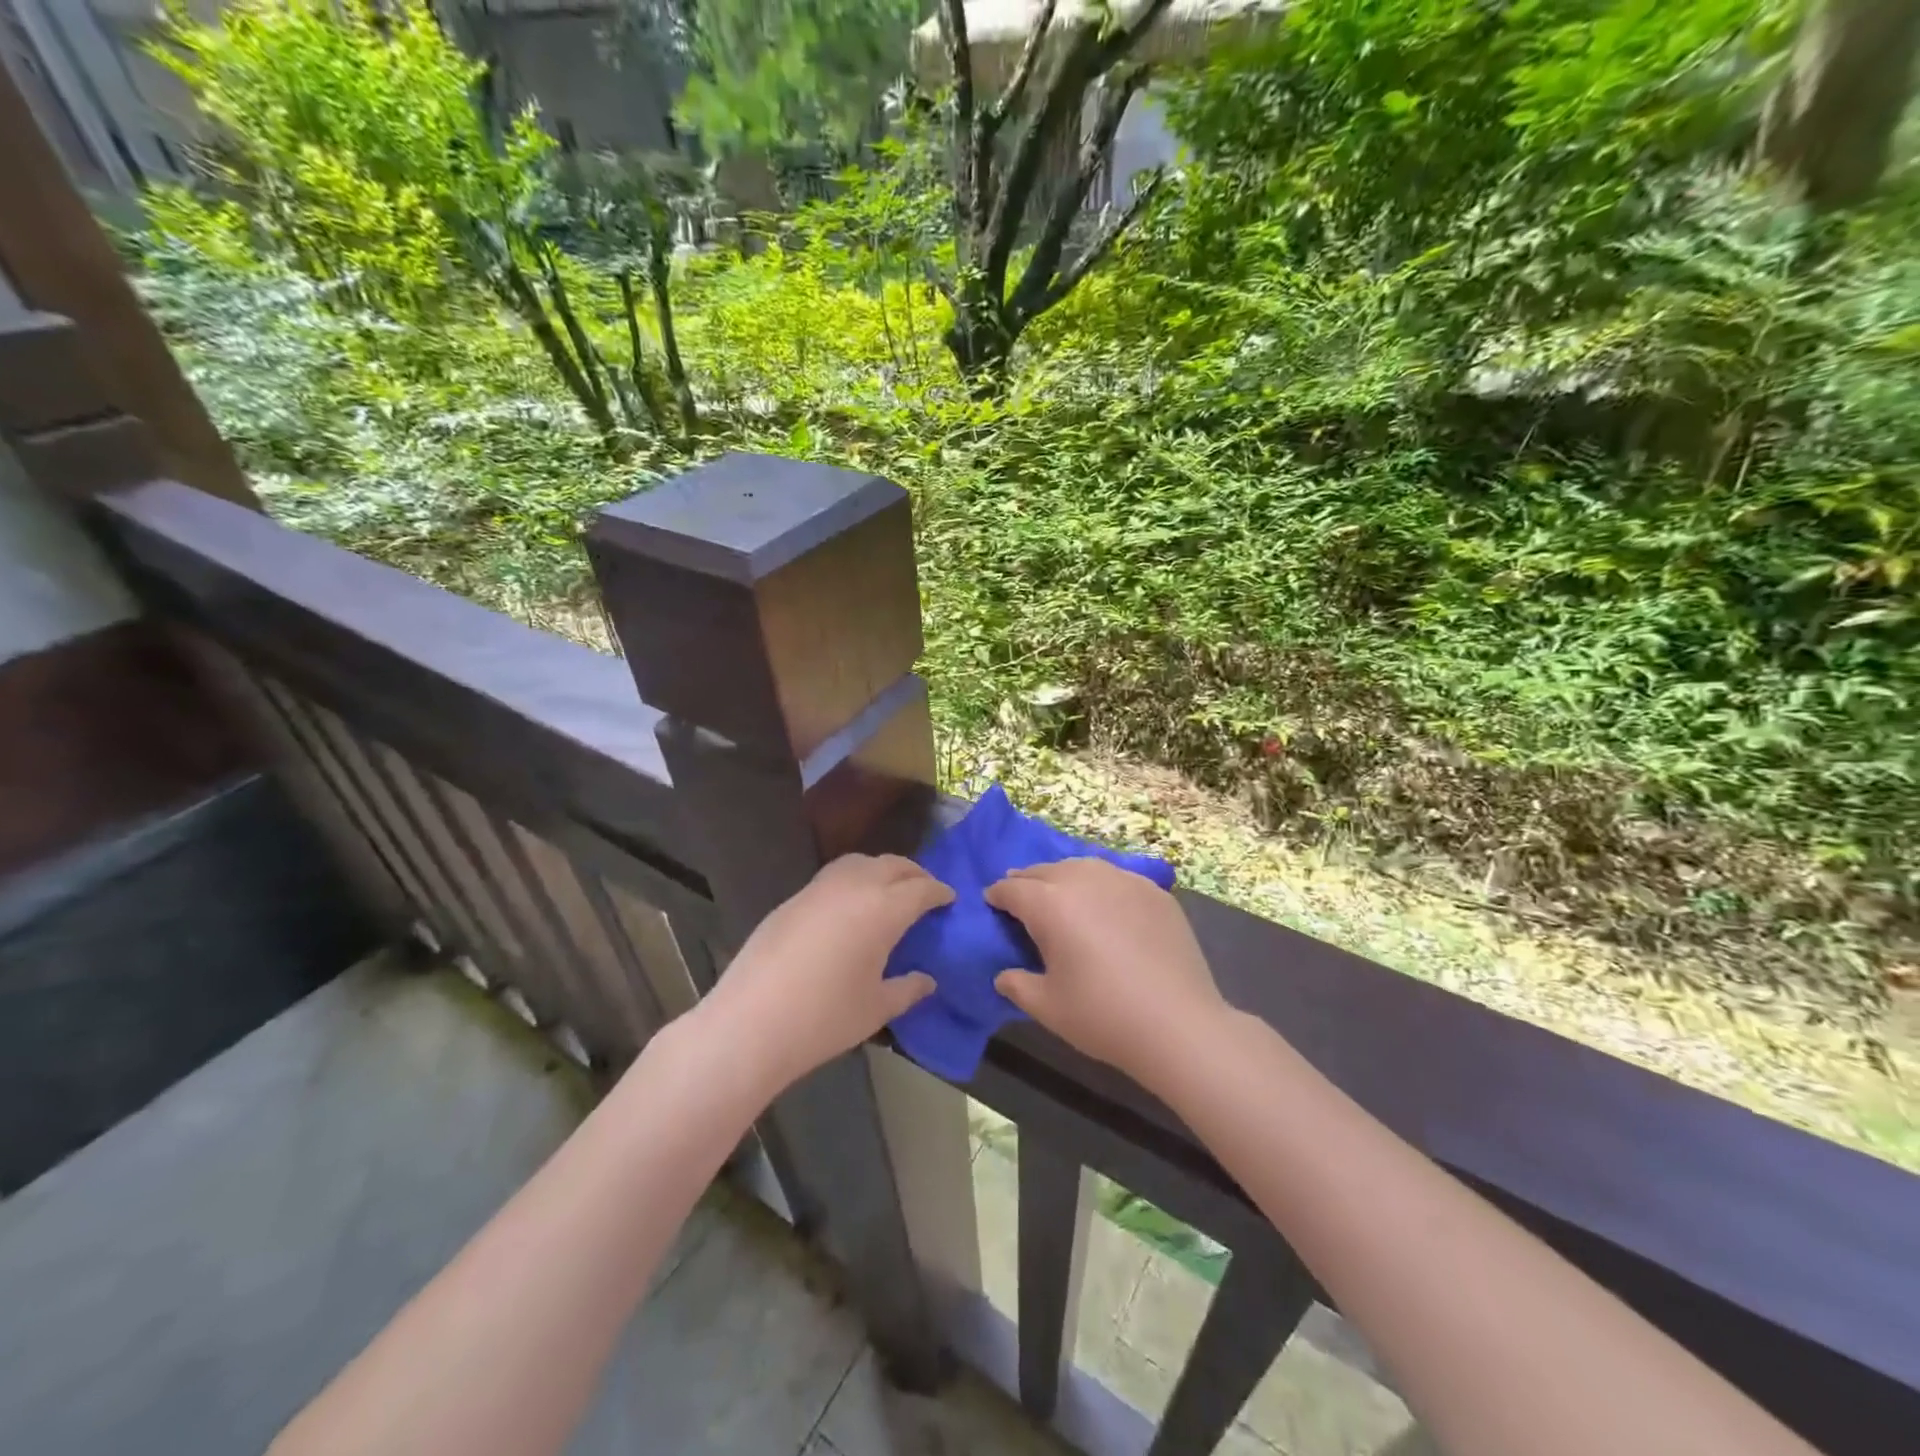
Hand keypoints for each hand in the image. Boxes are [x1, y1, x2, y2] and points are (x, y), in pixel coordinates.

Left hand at [695, 854, 950, 1091]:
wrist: (750, 1022)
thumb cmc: (824, 1018)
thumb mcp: (876, 1008)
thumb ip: (907, 989)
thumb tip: (927, 980)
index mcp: (884, 908)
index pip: (921, 888)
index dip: (939, 891)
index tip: (950, 898)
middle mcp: (854, 886)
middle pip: (893, 865)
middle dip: (914, 874)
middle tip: (925, 891)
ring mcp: (819, 888)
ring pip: (860, 862)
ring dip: (882, 870)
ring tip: (889, 892)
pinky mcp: (793, 899)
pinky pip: (833, 876)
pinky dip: (853, 879)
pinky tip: (850, 907)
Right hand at [986, 858, 1227, 1089]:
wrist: (1178, 1024)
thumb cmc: (1102, 1016)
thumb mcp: (1047, 1007)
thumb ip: (1017, 985)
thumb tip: (1003, 975)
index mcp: (1050, 904)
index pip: (1012, 889)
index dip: (997, 895)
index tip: (992, 903)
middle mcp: (1084, 880)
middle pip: (1045, 871)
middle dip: (1027, 882)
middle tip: (1021, 898)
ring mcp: (1123, 881)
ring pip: (1082, 866)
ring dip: (1063, 877)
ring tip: (1061, 894)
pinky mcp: (1154, 892)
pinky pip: (1116, 877)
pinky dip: (1101, 885)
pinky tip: (1105, 904)